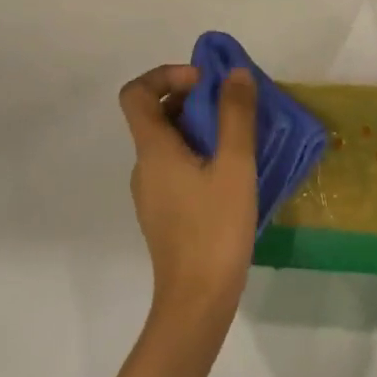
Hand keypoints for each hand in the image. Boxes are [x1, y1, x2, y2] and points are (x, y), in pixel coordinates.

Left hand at [119, 64, 258, 332]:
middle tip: (233, 106)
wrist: (197, 303)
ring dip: (200, 127)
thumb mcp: (235, 165)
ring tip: (240, 137)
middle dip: (192, 99)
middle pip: (156, 114)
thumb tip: (234, 73)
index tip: (203, 82)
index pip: (136, 92)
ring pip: (169, 142)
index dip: (165, 75)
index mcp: (153, 149)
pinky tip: (233, 173)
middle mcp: (144, 166)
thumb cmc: (215, 229)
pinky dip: (200, 154)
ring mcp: (152, 192)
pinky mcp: (165, 213)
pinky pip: (177, 167)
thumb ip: (235, 115)